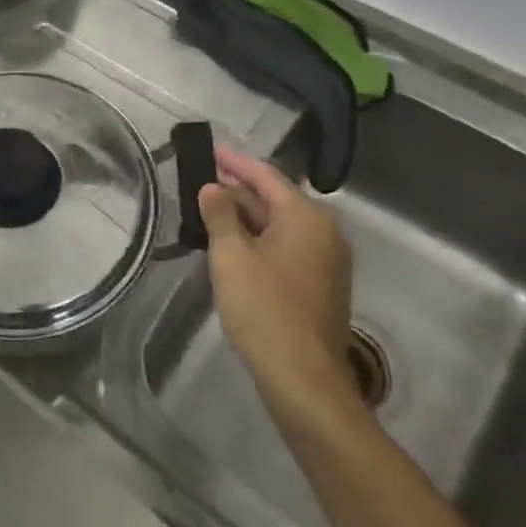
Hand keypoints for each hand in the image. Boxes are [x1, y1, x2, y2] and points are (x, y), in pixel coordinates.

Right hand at [198, 144, 359, 429]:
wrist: (304, 379)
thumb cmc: (265, 309)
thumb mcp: (231, 257)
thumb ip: (220, 215)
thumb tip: (213, 187)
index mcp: (307, 217)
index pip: (265, 175)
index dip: (233, 161)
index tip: (207, 148)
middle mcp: (325, 232)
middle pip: (275, 199)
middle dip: (237, 190)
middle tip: (199, 181)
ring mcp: (326, 260)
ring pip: (279, 225)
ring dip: (245, 217)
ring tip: (207, 211)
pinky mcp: (320, 285)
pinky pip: (285, 247)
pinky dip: (258, 240)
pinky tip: (230, 246)